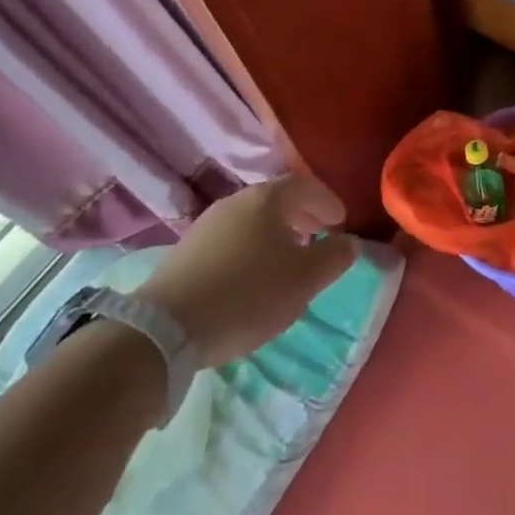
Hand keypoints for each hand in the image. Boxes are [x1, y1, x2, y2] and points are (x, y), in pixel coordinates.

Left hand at [135, 175, 356, 364]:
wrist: (165, 328)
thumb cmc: (246, 295)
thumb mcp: (303, 280)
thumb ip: (333, 257)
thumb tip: (349, 242)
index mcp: (267, 199)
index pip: (305, 186)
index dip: (327, 201)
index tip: (341, 221)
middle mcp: (236, 201)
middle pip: (277, 200)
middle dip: (303, 215)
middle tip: (320, 235)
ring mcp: (207, 225)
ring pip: (253, 220)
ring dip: (277, 233)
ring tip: (289, 258)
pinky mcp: (187, 252)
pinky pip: (232, 239)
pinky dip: (252, 248)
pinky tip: (253, 275)